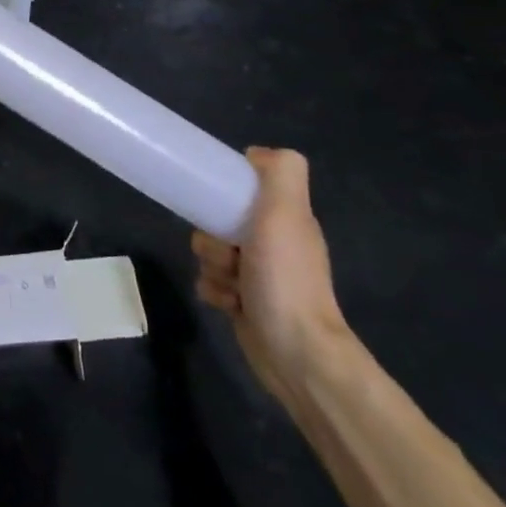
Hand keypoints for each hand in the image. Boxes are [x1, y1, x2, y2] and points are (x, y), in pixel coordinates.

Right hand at [192, 147, 351, 402]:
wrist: (296, 352)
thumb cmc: (286, 279)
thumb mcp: (286, 214)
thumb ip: (280, 173)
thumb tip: (254, 153)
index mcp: (286, 219)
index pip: (244, 188)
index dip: (226, 192)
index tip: (217, 202)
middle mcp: (273, 243)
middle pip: (218, 222)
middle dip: (213, 239)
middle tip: (230, 254)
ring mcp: (259, 275)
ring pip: (210, 253)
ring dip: (213, 268)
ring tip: (233, 286)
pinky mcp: (245, 303)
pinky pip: (209, 283)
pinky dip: (214, 292)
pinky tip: (230, 306)